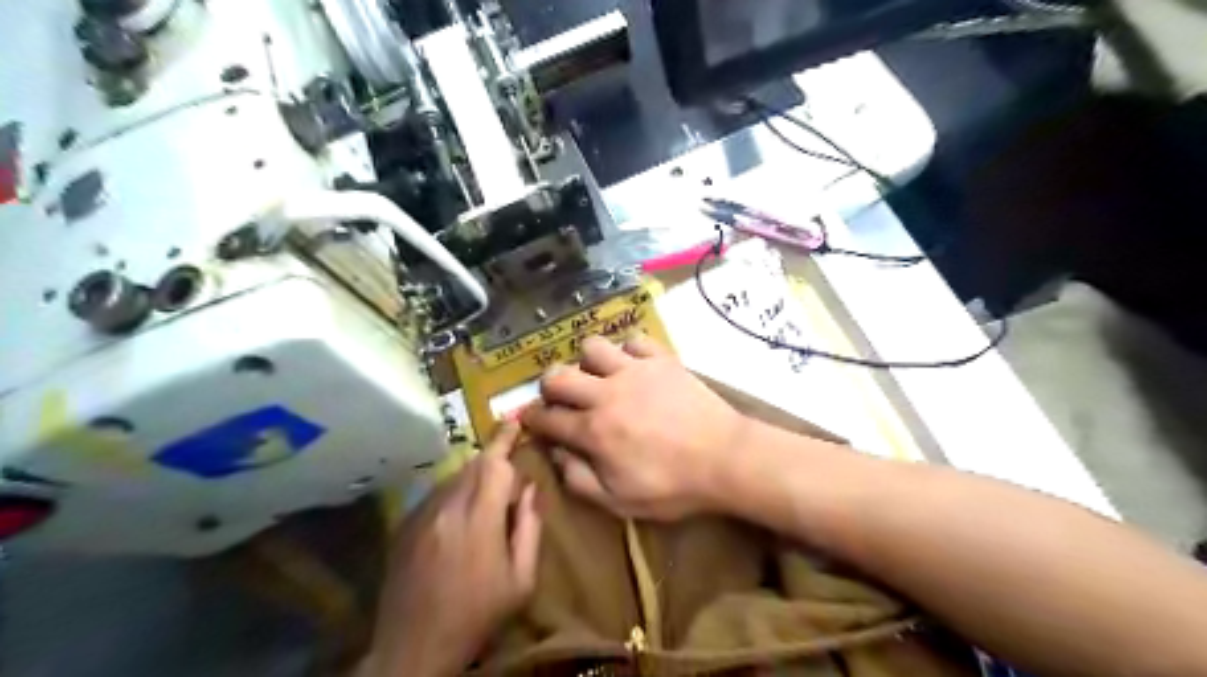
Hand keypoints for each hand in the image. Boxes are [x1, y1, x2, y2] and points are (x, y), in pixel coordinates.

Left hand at [366, 423, 539, 676]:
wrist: (414, 647)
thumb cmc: (478, 615)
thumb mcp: (521, 580)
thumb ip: (529, 527)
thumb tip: (530, 489)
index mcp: (478, 520)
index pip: (495, 465)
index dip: (506, 440)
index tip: (516, 420)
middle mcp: (446, 508)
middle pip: (473, 464)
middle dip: (494, 458)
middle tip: (510, 467)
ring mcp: (420, 516)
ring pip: (453, 477)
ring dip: (474, 476)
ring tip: (487, 499)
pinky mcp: (404, 526)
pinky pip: (435, 494)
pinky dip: (454, 493)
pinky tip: (461, 517)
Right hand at [520, 335, 751, 519]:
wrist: (725, 459)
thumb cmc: (673, 487)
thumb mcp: (620, 501)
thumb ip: (579, 480)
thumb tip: (555, 454)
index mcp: (593, 431)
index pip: (546, 418)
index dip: (531, 419)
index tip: (530, 419)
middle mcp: (606, 394)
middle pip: (557, 375)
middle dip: (549, 386)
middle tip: (561, 398)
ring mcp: (634, 371)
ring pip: (592, 347)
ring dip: (588, 362)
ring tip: (600, 378)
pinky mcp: (661, 360)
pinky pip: (634, 341)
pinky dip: (628, 352)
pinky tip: (634, 369)